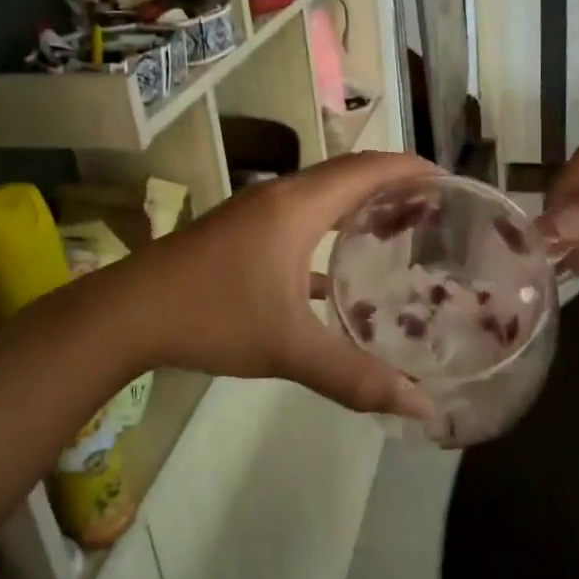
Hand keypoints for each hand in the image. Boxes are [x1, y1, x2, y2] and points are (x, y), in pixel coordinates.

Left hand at [130, 152, 441, 418]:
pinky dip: (326, 232)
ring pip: (320, 197)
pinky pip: (297, 220)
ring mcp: (255, 213)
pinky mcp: (239, 233)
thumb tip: (420, 409)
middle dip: (391, 184)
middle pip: (347, 175)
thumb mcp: (289, 349)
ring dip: (357, 206)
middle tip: (433, 207)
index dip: (409, 169)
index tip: (449, 180)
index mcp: (298, 206)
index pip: (367, 170)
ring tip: (396, 229)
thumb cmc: (214, 316)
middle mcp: (280, 197)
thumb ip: (356, 377)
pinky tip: (337, 275)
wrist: (129, 314)